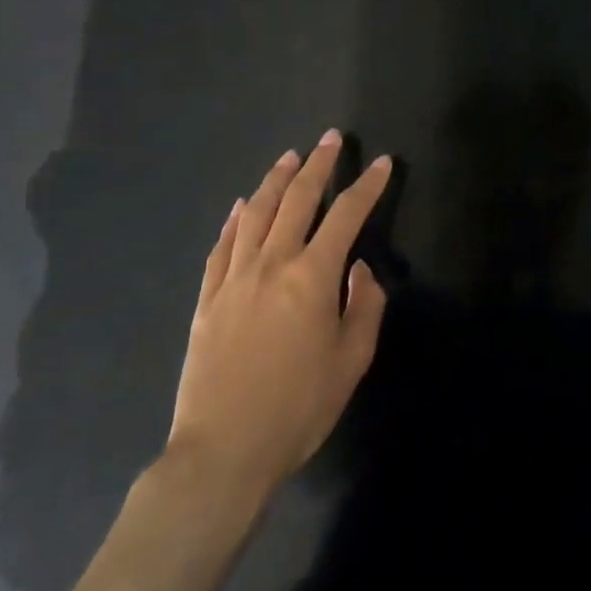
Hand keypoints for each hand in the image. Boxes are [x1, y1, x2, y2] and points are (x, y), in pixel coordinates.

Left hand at [164, 132, 390, 505]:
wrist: (223, 451)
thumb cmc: (298, 408)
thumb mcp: (351, 361)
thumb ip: (363, 306)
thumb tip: (359, 269)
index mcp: (312, 276)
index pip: (346, 214)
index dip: (367, 185)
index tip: (382, 163)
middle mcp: (272, 263)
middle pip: (297, 199)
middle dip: (319, 164)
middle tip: (331, 139)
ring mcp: (234, 278)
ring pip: (256, 213)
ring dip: (275, 180)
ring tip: (290, 156)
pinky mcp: (207, 299)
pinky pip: (222, 246)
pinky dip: (235, 219)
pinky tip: (241, 205)